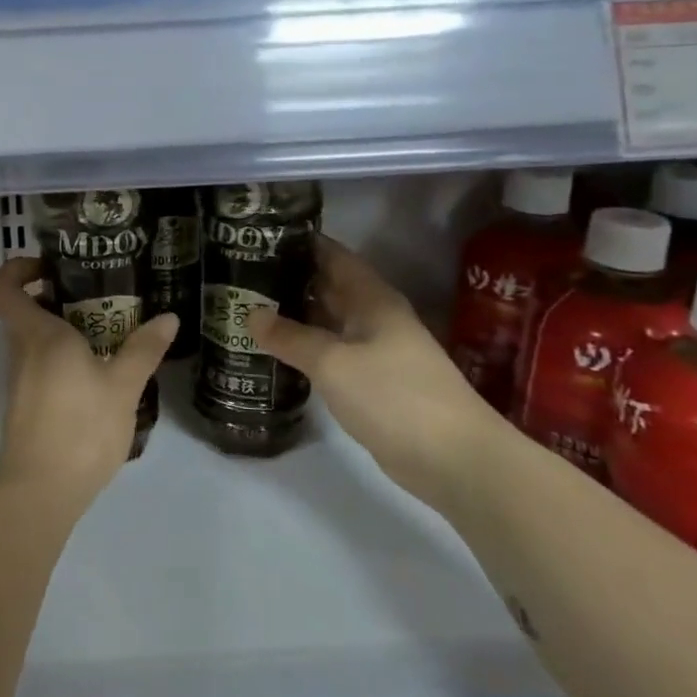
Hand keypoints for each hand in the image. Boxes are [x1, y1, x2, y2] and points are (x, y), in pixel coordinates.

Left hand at [0, 257, 178, 503]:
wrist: (40, 491)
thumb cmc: (80, 427)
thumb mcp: (123, 386)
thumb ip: (144, 349)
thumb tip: (168, 318)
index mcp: (38, 335)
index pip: (3, 288)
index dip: (18, 269)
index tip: (50, 267)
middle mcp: (22, 351)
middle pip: (24, 311)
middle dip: (56, 297)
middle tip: (99, 295)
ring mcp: (21, 381)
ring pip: (35, 340)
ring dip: (64, 330)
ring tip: (110, 332)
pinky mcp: (27, 405)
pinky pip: (42, 365)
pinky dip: (65, 359)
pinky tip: (101, 372)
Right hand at [249, 235, 498, 515]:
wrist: (454, 459)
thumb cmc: (393, 396)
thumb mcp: (332, 362)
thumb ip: (290, 337)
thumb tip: (249, 314)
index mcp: (372, 299)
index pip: (333, 255)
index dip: (300, 242)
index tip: (259, 236)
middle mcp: (375, 317)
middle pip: (329, 286)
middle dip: (289, 277)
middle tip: (241, 273)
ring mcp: (376, 351)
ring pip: (329, 321)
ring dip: (294, 313)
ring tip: (247, 306)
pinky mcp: (373, 382)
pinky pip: (332, 352)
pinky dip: (305, 346)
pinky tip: (276, 350)